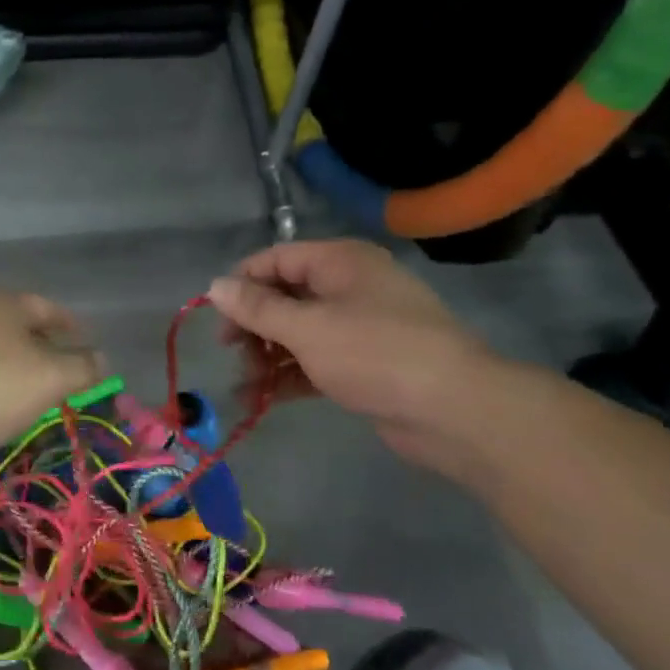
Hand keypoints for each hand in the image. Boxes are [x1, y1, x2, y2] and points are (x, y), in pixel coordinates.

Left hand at [0, 293, 106, 458]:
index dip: (75, 329)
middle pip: (22, 330)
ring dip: (19, 374)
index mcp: (7, 304)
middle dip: (47, 353)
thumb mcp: (49, 378)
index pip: (51, 309)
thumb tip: (102, 359)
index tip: (90, 352)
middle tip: (67, 381)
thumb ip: (82, 368)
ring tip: (37, 402)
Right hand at [207, 240, 491, 447]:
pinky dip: (288, 377)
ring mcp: (359, 327)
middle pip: (285, 297)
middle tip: (231, 352)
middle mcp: (349, 287)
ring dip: (267, 357)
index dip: (241, 283)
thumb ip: (257, 308)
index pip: (276, 259)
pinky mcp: (365, 365)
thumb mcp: (307, 328)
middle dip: (253, 325)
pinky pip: (315, 362)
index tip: (216, 316)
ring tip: (244, 386)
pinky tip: (260, 400)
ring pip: (299, 333)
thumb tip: (214, 285)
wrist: (454, 410)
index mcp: (339, 262)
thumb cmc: (374, 354)